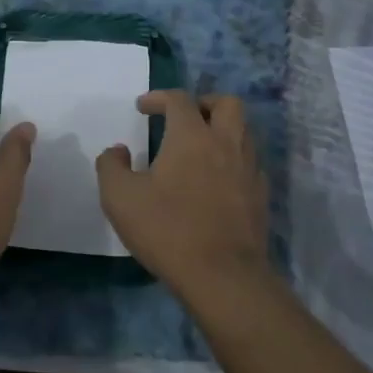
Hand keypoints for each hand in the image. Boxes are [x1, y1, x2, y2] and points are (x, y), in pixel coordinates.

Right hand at [95, 91, 269, 295]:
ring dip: (222, 129)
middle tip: (184, 118)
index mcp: (192, 135)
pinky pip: (250, 162)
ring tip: (201, 147)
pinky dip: (233, 159)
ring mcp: (249, 168)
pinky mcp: (260, 194)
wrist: (222, 275)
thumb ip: (111, 166)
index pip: (179, 100)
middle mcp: (226, 142)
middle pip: (226, 103)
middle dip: (203, 103)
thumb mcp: (119, 198)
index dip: (159, 97)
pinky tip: (217, 179)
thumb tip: (117, 151)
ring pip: (244, 131)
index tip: (142, 107)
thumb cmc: (167, 229)